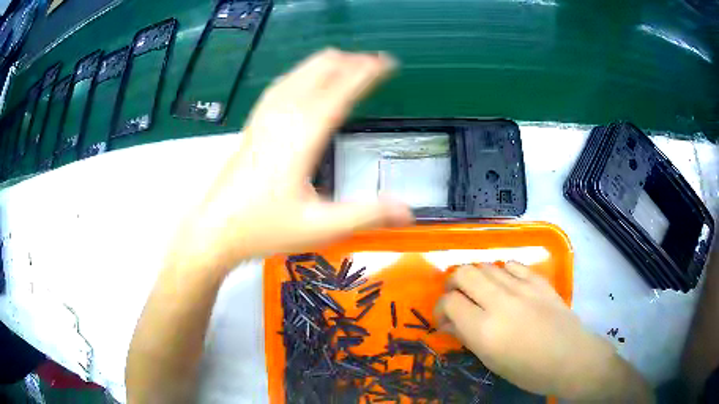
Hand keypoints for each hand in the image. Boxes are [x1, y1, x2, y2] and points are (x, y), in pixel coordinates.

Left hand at [170, 49, 413, 271]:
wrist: (216, 229)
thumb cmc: (264, 228)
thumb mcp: (320, 227)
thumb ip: (366, 215)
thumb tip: (410, 212)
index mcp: (303, 134)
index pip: (342, 90)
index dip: (367, 72)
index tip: (388, 62)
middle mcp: (284, 117)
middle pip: (319, 72)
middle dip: (349, 62)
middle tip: (374, 62)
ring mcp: (265, 118)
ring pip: (298, 73)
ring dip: (325, 64)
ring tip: (346, 60)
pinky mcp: (254, 125)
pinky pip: (281, 86)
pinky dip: (301, 73)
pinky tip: (302, 78)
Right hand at [434, 263, 652, 401]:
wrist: (570, 357)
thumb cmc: (528, 370)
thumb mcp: (491, 361)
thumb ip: (466, 337)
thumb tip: (448, 323)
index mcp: (484, 329)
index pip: (450, 302)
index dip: (440, 307)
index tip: (444, 318)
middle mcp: (499, 302)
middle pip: (464, 273)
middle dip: (453, 283)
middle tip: (457, 297)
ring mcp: (522, 287)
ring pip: (486, 265)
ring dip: (476, 276)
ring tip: (479, 291)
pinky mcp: (538, 281)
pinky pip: (512, 265)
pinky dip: (502, 272)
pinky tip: (505, 284)